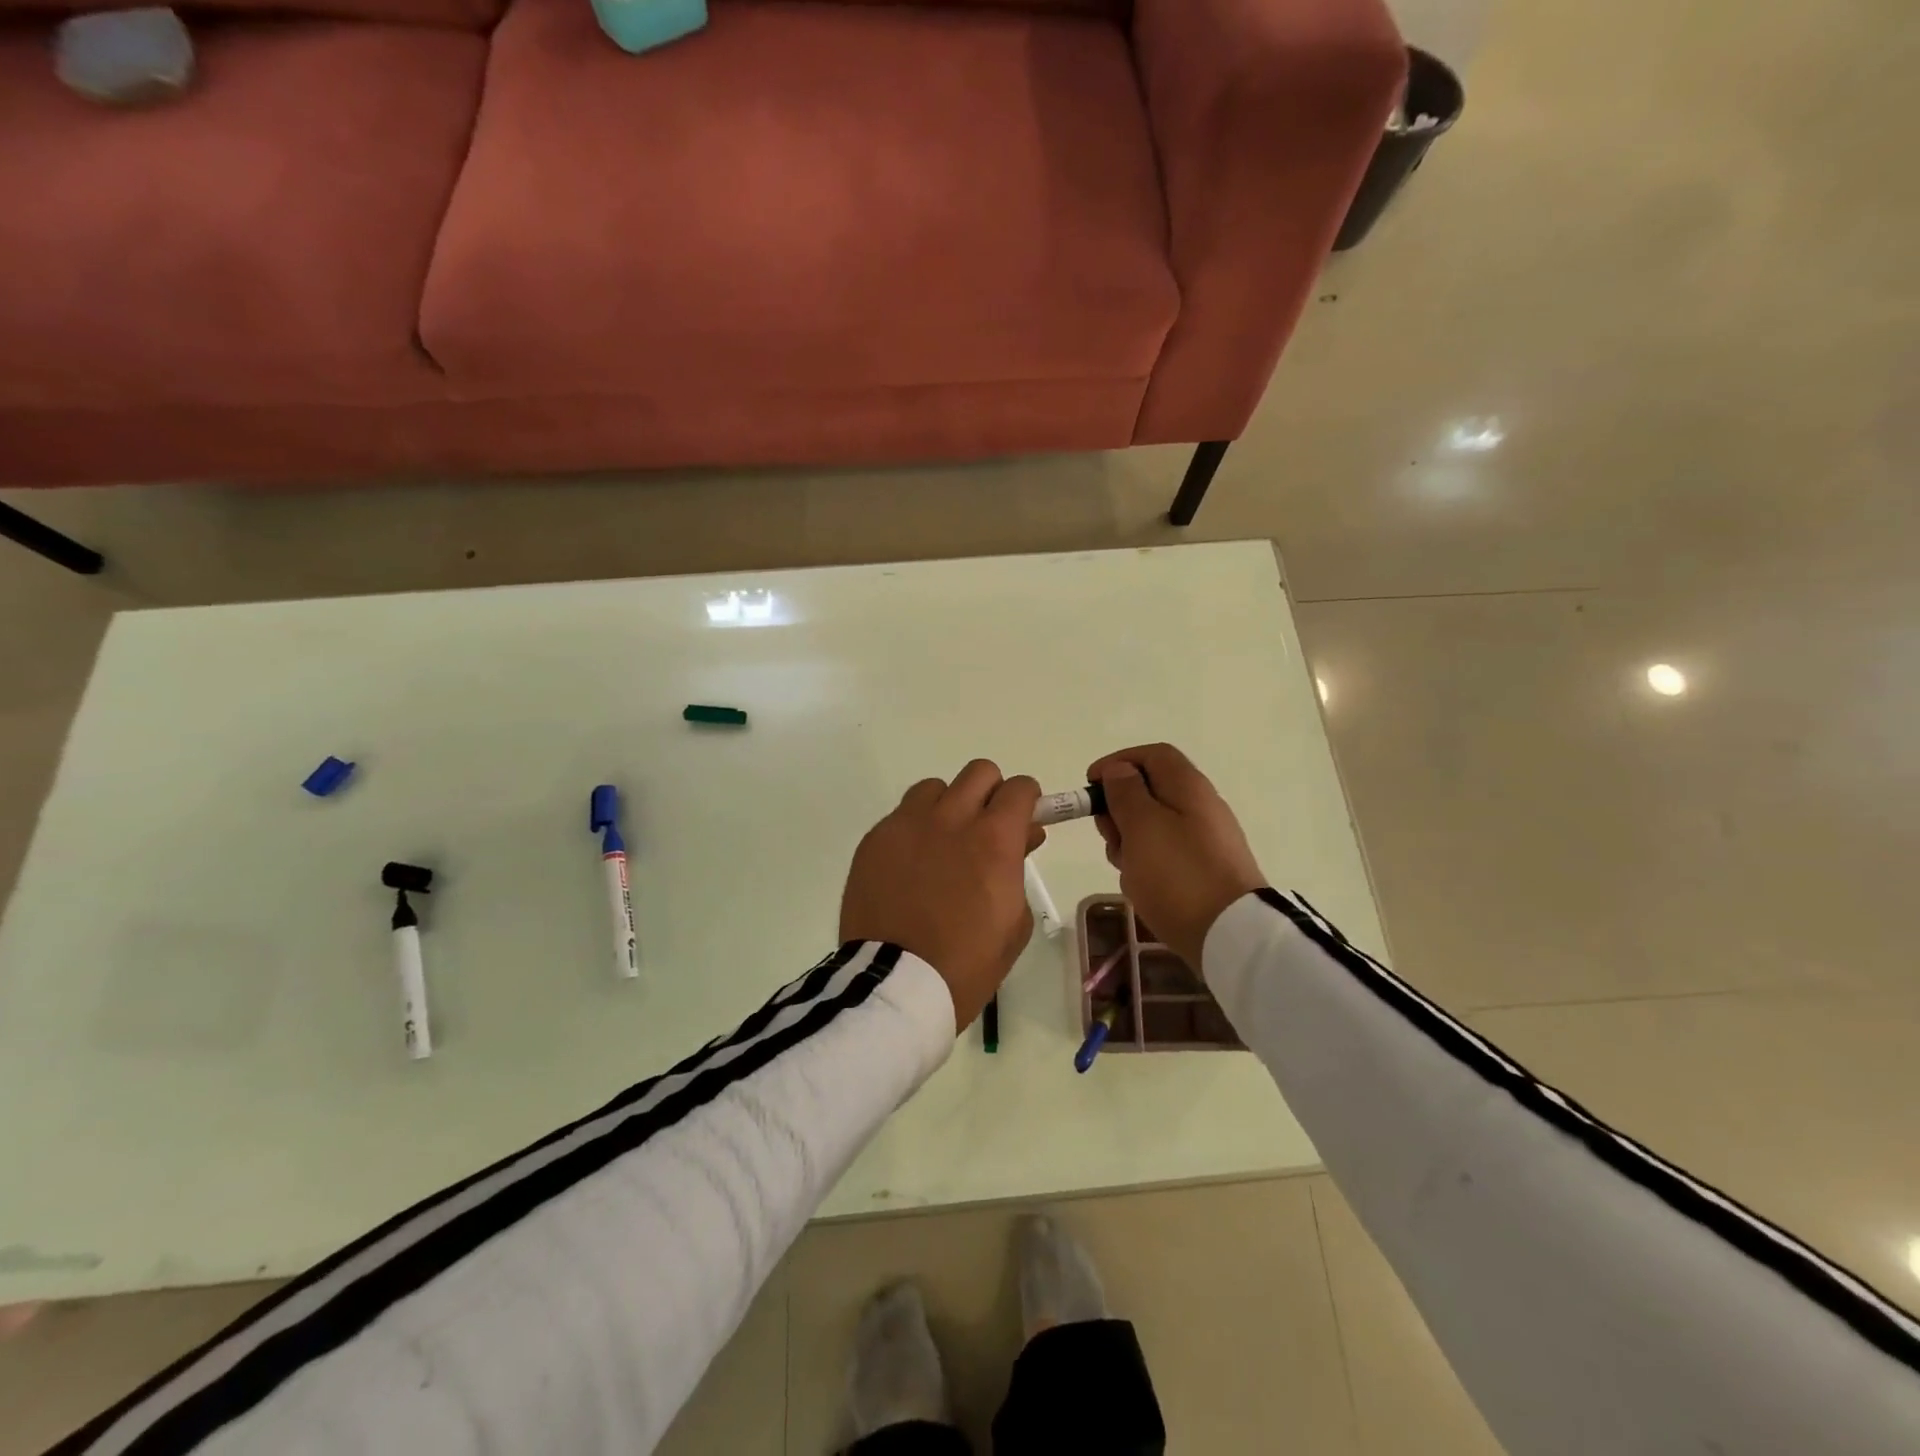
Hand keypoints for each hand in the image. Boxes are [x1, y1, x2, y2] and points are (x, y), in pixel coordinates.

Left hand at [840, 760, 1044, 1030]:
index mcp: (994, 839)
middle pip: (979, 772)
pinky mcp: (875, 839)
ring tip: (943, 843)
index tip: (1023, 819)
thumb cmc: (968, 962)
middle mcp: (951, 818)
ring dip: (948, 806)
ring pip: (935, 787)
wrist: (896, 984)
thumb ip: (1018, 866)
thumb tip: (1020, 837)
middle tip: (987, 827)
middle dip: (991, 793)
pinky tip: (910, 864)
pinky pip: (901, 815)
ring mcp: (907, 824)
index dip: (1027, 800)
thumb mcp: (1014, 920)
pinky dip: (914, 829)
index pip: (1019, 788)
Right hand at [1085, 744, 1265, 974]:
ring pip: (1153, 827)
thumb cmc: (1178, 874)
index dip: (1117, 763)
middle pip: (1150, 791)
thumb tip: (1120, 770)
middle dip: (1119, 809)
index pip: (1151, 755)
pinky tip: (1141, 887)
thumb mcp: (1142, 826)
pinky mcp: (1203, 871)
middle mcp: (1200, 807)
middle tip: (1108, 834)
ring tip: (1125, 867)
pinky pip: (1165, 856)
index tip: (1090, 786)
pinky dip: (1146, 864)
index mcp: (1188, 787)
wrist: (1232, 936)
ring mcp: (1204, 841)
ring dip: (1129, 841)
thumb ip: (1126, 793)